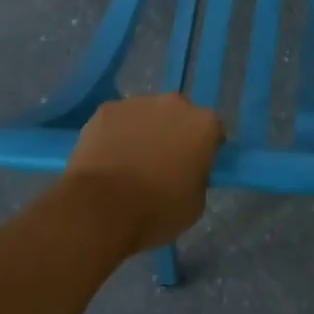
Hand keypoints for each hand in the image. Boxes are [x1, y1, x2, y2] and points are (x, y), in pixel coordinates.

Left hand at [65, 95, 223, 252]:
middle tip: (161, 163)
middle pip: (180, 115)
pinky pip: (117, 120)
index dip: (205, 148)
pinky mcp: (106, 109)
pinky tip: (106, 159)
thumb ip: (198, 178)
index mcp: (203, 124)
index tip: (194, 167)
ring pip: (147, 115)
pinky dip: (115, 134)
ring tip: (129, 163)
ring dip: (144, 131)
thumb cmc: (155, 211)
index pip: (213, 131)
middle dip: (174, 132)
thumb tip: (189, 171)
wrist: (100, 209)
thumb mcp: (195, 204)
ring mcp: (139, 102)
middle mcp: (175, 103)